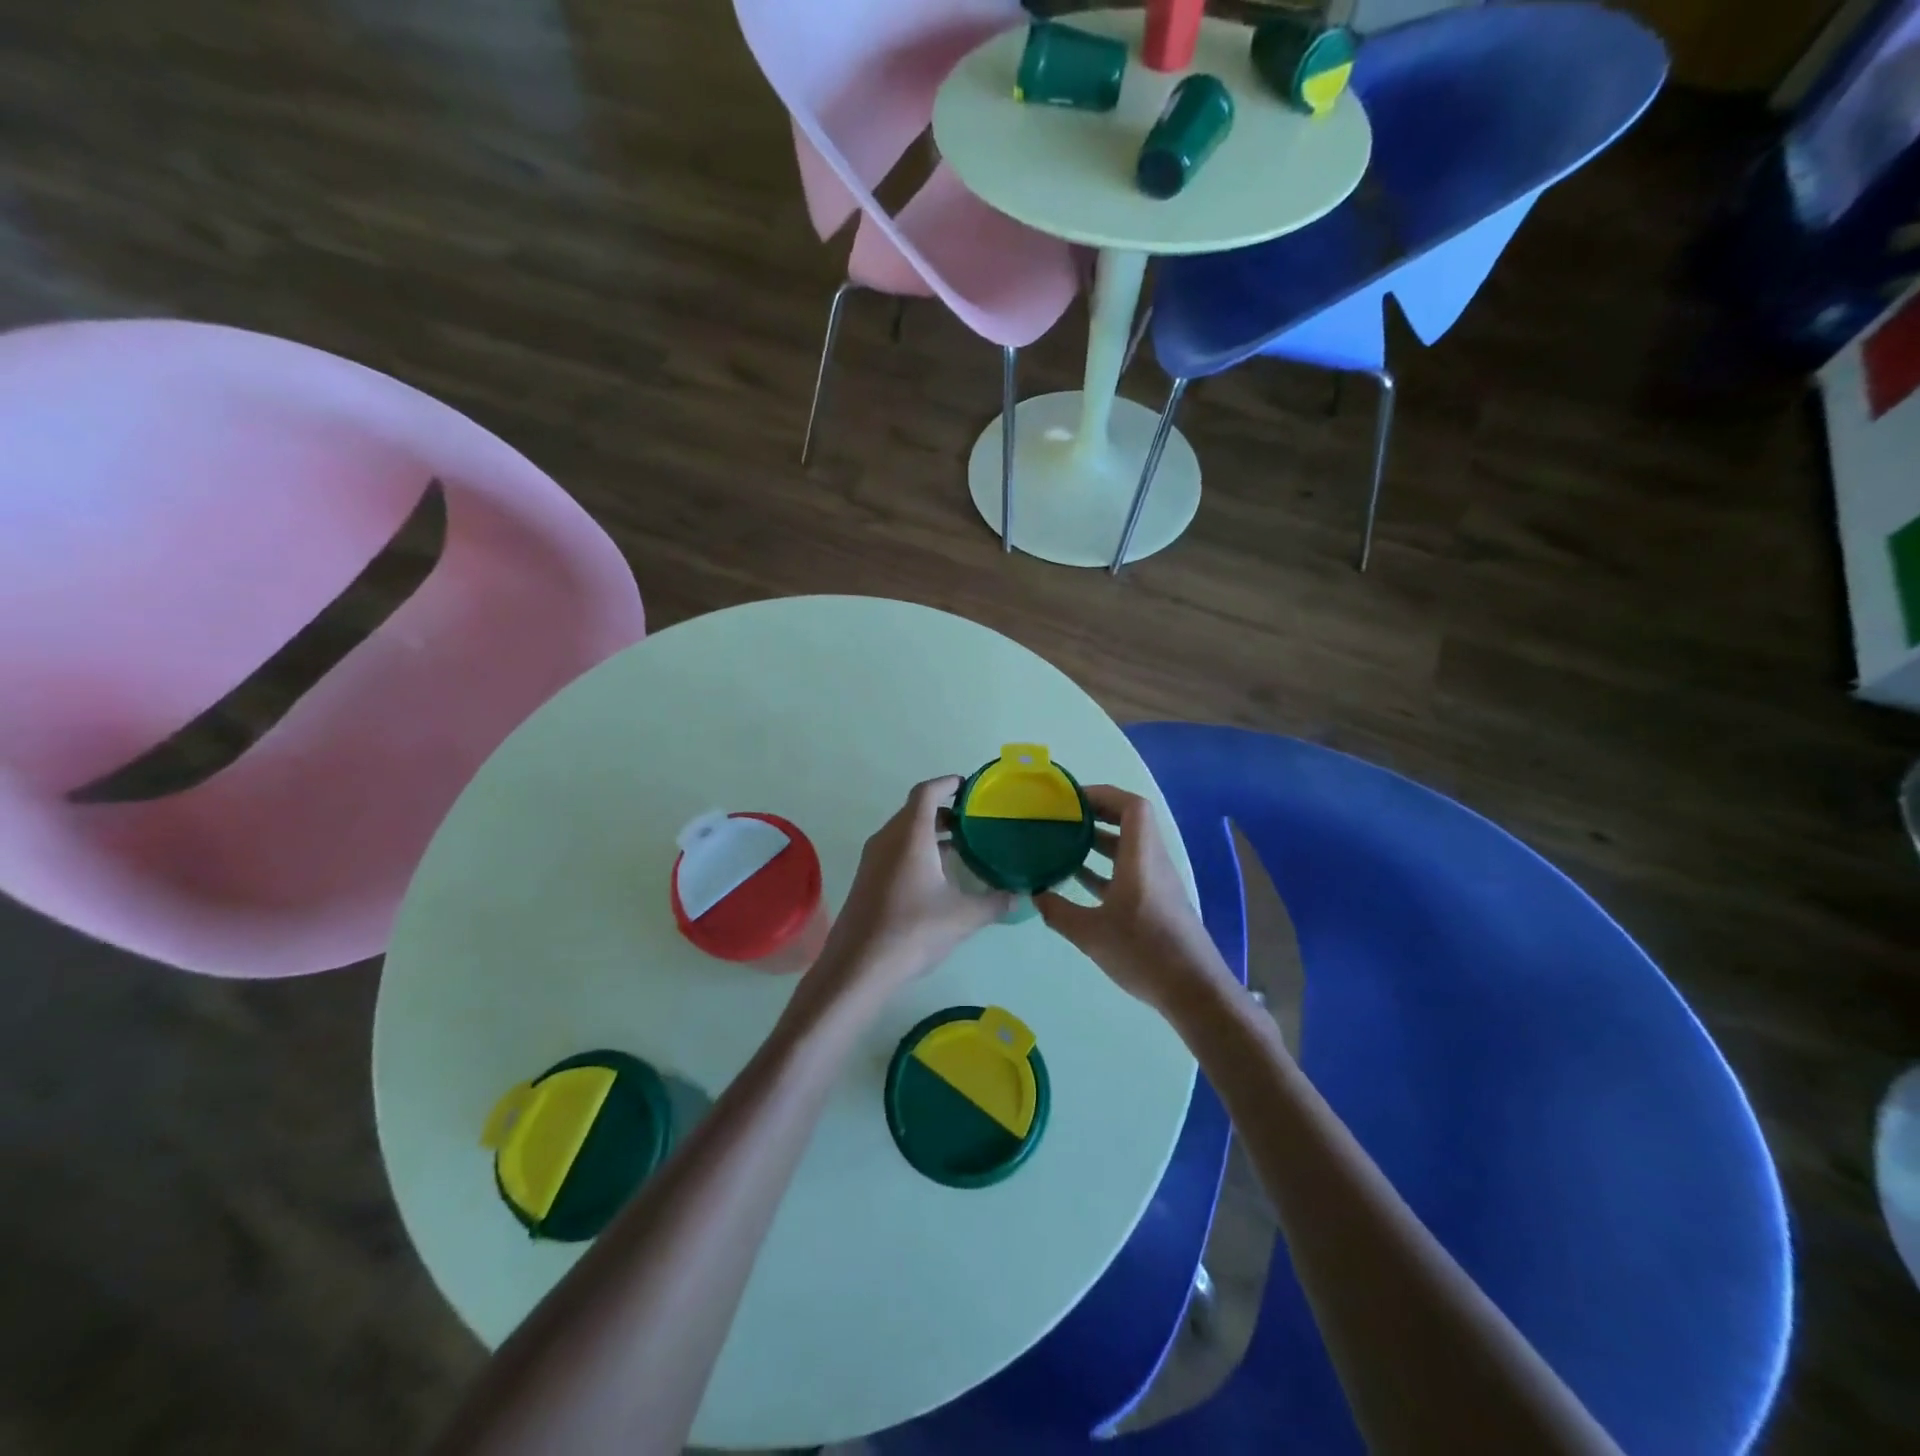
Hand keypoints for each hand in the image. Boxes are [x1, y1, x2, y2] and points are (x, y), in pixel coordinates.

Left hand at [800, 776, 1012, 1013]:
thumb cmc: (913, 931)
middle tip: (974, 822)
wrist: (858, 966)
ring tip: (961, 848)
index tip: (969, 787)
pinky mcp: (866, 879)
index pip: (927, 792)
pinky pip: (894, 851)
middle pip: (915, 810)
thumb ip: (995, 902)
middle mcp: (888, 839)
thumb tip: (1020, 896)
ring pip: (903, 832)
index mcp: (910, 836)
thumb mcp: (963, 917)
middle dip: (944, 811)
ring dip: (930, 833)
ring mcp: (873, 860)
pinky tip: (937, 877)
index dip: (948, 784)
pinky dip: (917, 851)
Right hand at [1037, 785, 1231, 1012]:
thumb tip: (1035, 894)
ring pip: (1129, 847)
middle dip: (1096, 814)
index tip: (1071, 800)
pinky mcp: (1157, 902)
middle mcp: (1153, 862)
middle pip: (1130, 821)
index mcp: (1141, 857)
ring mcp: (1157, 882)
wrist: (1194, 991)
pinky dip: (1106, 867)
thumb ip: (1058, 912)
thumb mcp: (1090, 933)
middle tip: (1062, 817)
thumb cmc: (1143, 952)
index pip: (1131, 806)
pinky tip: (1079, 881)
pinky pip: (1130, 870)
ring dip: (1100, 841)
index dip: (1103, 794)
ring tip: (1064, 843)